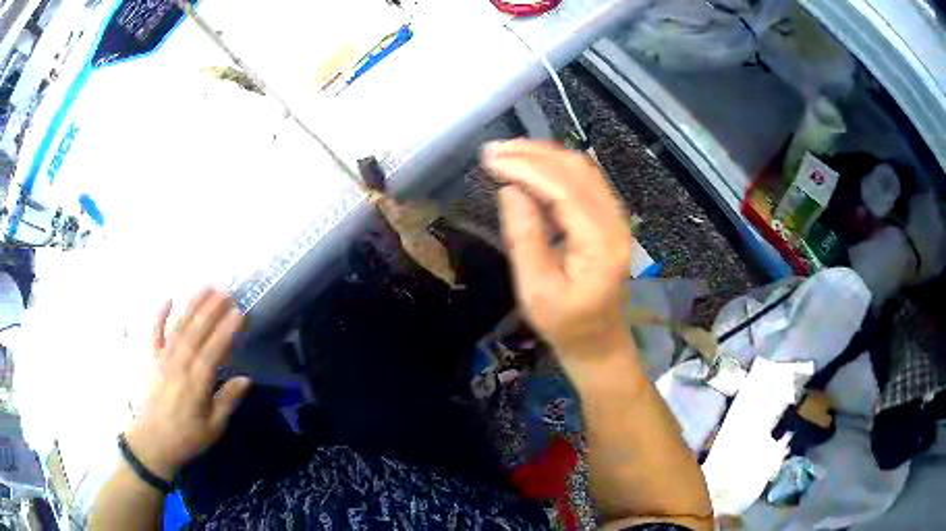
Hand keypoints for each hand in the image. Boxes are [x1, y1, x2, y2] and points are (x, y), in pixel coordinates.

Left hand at [124, 288, 250, 480]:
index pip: (213, 351)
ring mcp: (162, 359)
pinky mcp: (151, 359)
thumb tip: (246, 379)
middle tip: (226, 292)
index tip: (240, 313)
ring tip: (207, 287)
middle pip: (195, 332)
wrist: (152, 441)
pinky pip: (154, 333)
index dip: (226, 331)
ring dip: (193, 306)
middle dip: (211, 310)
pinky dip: (160, 315)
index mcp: (195, 384)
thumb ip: (227, 401)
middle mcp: (178, 365)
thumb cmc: (186, 437)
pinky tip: (168, 298)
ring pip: (179, 327)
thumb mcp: (213, 428)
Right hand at [483, 140, 633, 360]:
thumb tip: (510, 190)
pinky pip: (583, 179)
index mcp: (600, 242)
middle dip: (532, 154)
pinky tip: (529, 166)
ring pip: (581, 168)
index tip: (491, 159)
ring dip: (542, 155)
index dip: (526, 168)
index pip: (564, 189)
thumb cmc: (565, 324)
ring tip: (505, 153)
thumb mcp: (536, 290)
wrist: (598, 339)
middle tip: (493, 150)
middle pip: (576, 169)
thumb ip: (524, 238)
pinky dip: (553, 167)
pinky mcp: (608, 217)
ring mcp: (615, 217)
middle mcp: (615, 221)